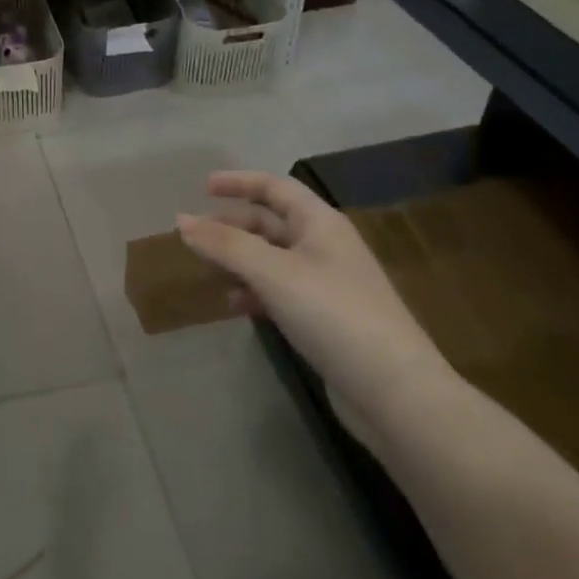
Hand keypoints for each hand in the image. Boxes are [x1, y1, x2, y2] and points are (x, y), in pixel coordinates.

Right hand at [178, 172, 456, 441]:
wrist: (397, 395)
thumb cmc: (334, 315)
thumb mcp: (272, 273)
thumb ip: (225, 245)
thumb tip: (181, 221)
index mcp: (320, 223)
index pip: (275, 187)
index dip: (239, 182)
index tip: (203, 187)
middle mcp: (326, 247)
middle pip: (270, 223)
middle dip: (232, 227)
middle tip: (196, 238)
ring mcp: (328, 285)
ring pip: (272, 259)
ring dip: (239, 262)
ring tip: (210, 274)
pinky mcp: (327, 320)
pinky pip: (280, 291)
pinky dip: (255, 292)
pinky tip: (236, 307)